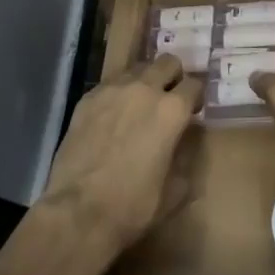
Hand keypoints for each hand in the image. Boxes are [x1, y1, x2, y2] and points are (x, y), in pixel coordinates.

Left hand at [40, 56, 203, 254]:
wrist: (78, 212)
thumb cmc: (133, 206)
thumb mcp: (175, 191)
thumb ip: (186, 158)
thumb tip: (186, 143)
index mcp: (172, 110)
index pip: (195, 84)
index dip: (196, 97)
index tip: (193, 110)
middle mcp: (144, 89)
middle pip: (167, 62)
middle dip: (173, 76)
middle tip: (169, 98)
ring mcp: (112, 90)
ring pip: (137, 68)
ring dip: (145, 81)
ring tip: (139, 104)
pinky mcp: (87, 99)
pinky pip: (110, 84)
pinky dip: (118, 93)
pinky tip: (113, 116)